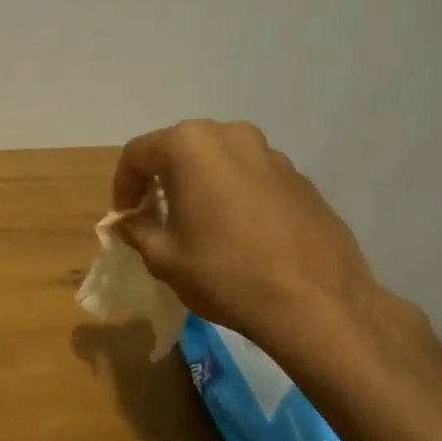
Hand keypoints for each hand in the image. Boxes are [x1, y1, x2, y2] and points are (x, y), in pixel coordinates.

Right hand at [111, 120, 404, 375]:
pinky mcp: (301, 180)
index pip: (138, 154)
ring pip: (219, 161)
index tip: (125, 218)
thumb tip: (128, 222)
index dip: (123, 186)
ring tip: (199, 224)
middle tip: (156, 215)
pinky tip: (239, 235)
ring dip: (200, 184)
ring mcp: (272, 155)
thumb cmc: (226, 273)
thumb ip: (136, 230)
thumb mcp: (162, 257)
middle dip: (161, 179)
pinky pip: (252, 178)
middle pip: (179, 149)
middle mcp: (231, 136)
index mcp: (190, 145)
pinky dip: (235, 195)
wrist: (318, 305)